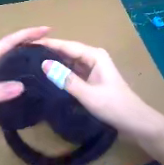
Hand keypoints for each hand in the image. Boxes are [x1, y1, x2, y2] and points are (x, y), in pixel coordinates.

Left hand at [0, 27, 50, 120]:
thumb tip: (21, 86)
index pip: (10, 41)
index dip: (28, 34)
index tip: (46, 30)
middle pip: (17, 44)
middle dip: (34, 39)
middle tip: (54, 43)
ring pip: (18, 54)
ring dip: (33, 50)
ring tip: (50, 54)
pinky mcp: (1, 78)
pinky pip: (18, 67)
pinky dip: (29, 64)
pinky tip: (38, 71)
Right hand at [37, 39, 163, 138]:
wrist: (134, 121)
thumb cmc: (114, 106)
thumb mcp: (88, 94)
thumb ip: (65, 79)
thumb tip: (44, 64)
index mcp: (94, 55)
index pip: (67, 46)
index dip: (49, 44)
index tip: (30, 43)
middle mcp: (92, 56)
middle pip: (67, 51)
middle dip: (49, 51)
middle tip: (28, 52)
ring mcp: (90, 66)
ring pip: (68, 60)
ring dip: (53, 60)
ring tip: (33, 60)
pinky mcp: (88, 75)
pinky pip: (71, 69)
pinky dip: (60, 70)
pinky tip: (48, 72)